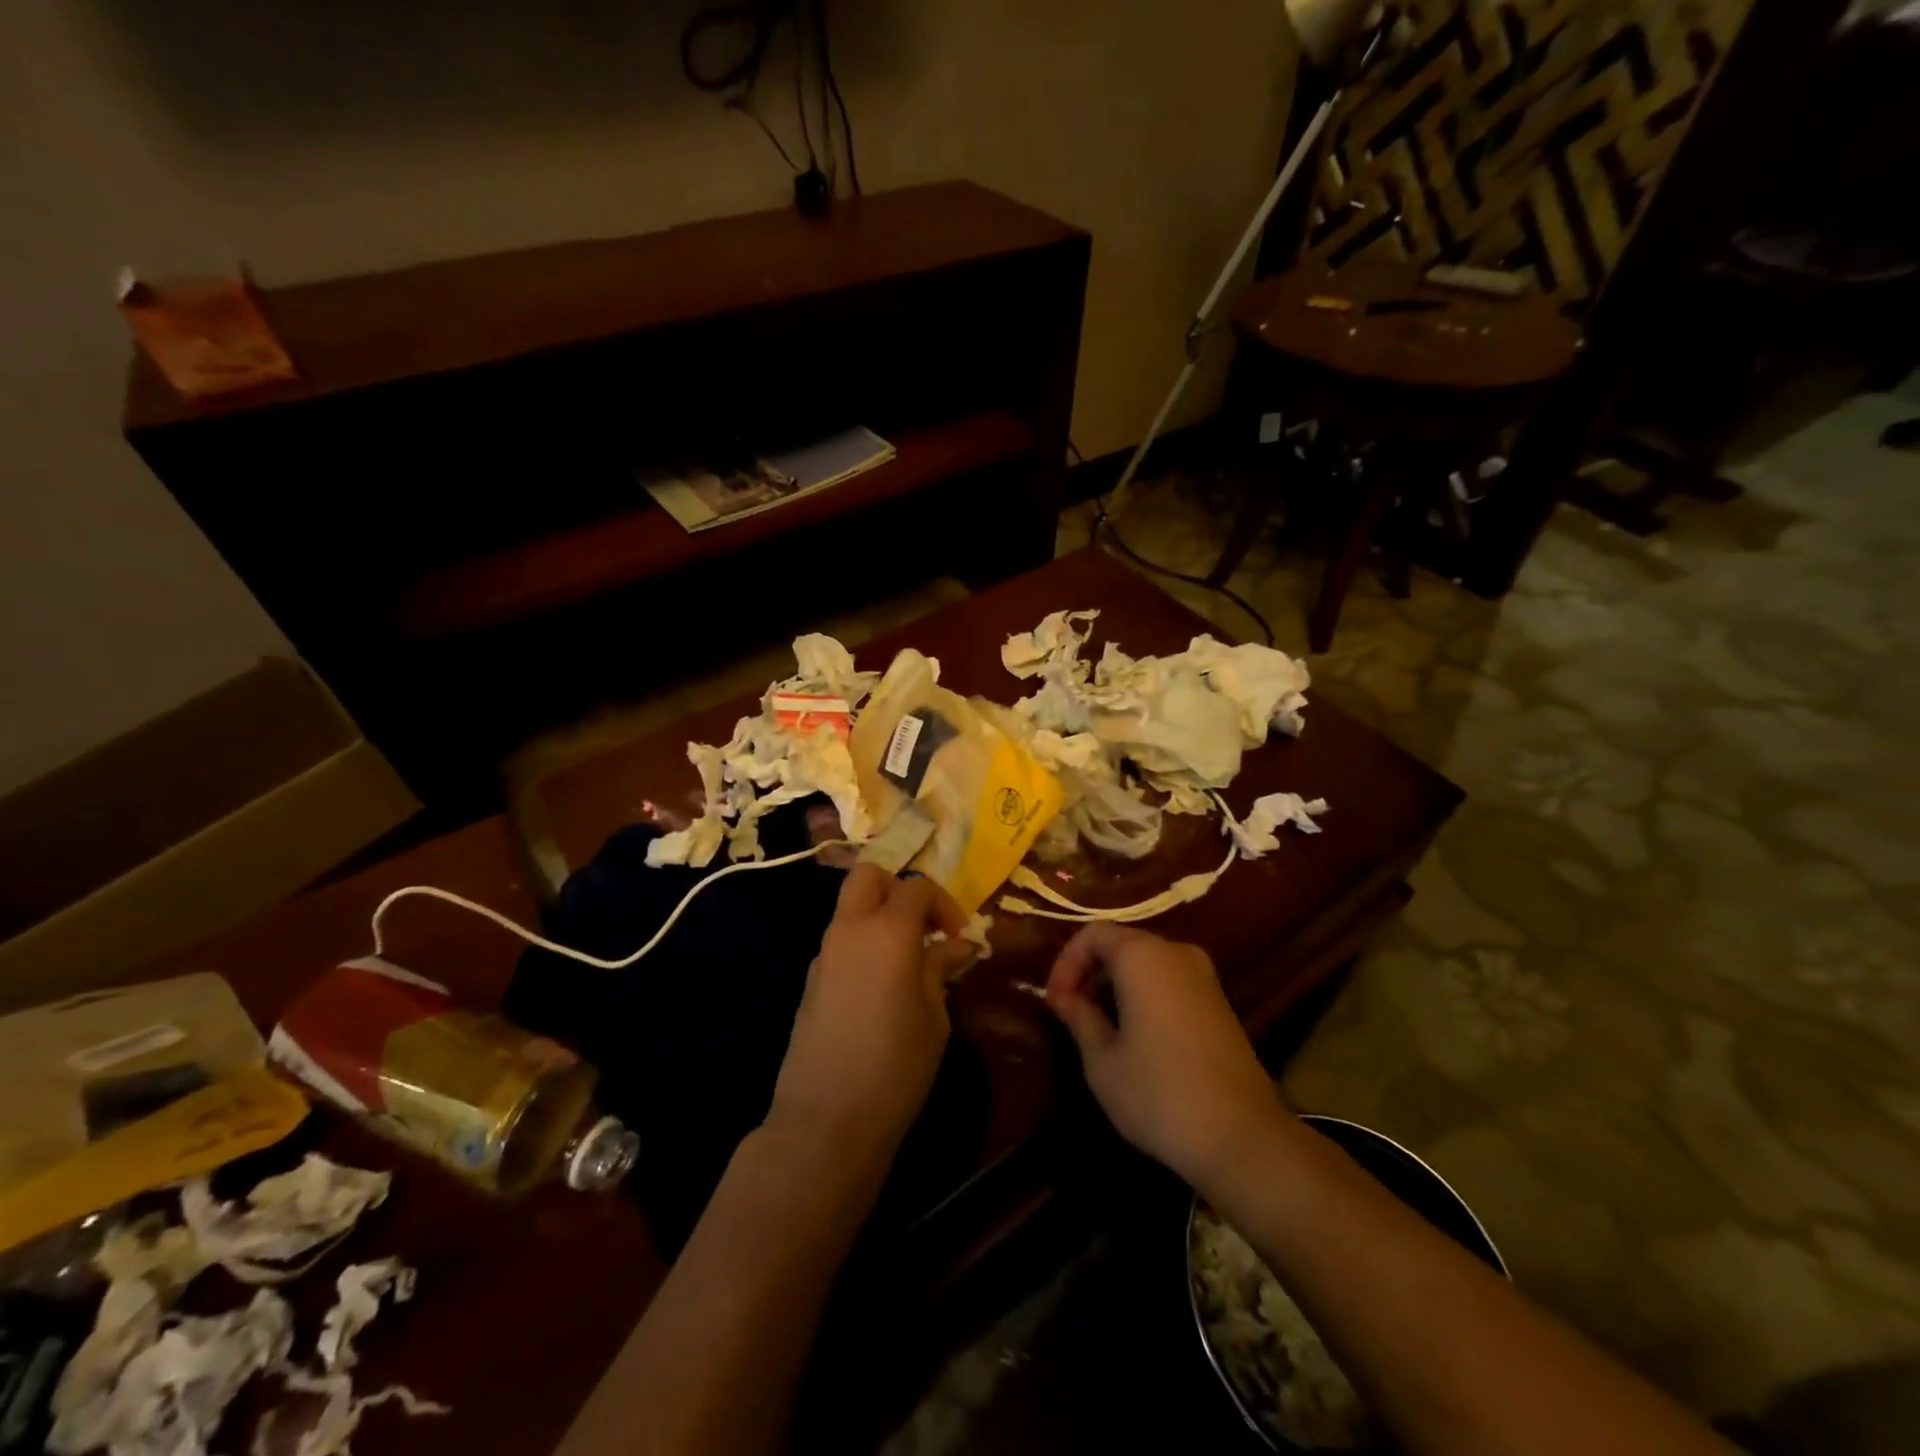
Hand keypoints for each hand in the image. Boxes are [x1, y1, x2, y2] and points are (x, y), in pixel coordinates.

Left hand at [766, 866, 973, 1163]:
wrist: (825, 1120)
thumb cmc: (895, 1067)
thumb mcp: (934, 1018)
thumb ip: (940, 970)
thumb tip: (955, 946)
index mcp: (888, 932)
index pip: (916, 887)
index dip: (943, 903)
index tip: (958, 936)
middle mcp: (850, 929)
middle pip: (868, 876)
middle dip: (899, 889)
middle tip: (923, 927)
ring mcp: (824, 953)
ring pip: (850, 907)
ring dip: (880, 917)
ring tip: (908, 961)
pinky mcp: (811, 979)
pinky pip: (841, 941)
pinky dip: (863, 944)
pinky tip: (881, 987)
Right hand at [1046, 924, 1288, 1192]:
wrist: (1243, 1139)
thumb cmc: (1159, 1094)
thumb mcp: (1102, 1060)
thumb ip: (1079, 1017)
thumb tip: (1063, 997)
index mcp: (1143, 956)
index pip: (1093, 933)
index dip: (1066, 962)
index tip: (1056, 1002)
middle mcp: (1177, 953)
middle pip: (1122, 943)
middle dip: (1090, 971)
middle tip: (1071, 1011)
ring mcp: (1204, 977)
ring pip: (1147, 963)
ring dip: (1117, 984)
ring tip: (1098, 1025)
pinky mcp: (1220, 1003)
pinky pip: (1170, 981)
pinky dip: (1144, 994)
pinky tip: (1136, 1035)